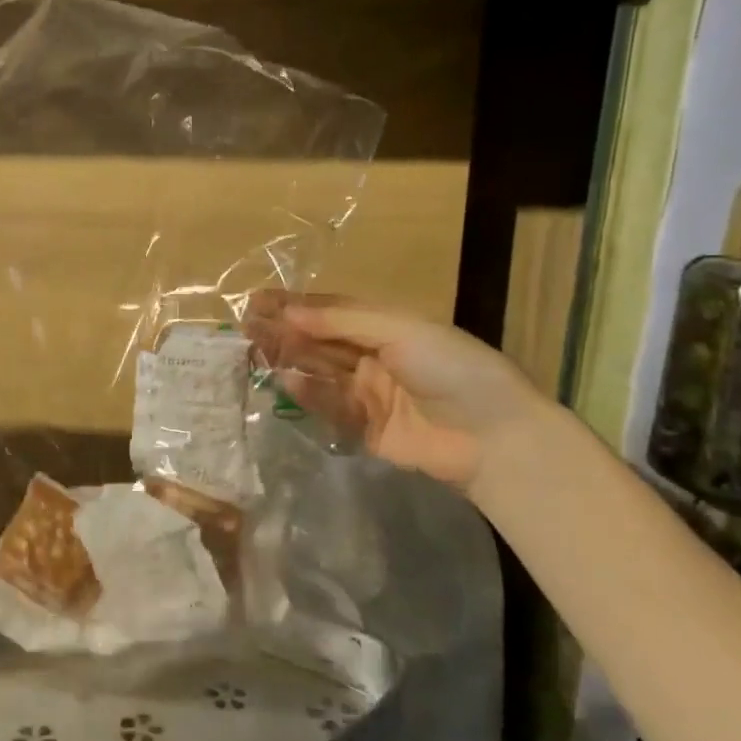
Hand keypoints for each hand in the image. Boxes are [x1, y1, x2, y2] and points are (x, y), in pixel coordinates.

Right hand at [244, 291, 543, 491]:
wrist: (493, 438)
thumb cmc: (452, 370)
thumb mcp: (400, 331)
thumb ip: (342, 320)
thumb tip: (289, 311)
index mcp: (388, 326)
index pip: (332, 310)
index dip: (295, 305)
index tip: (257, 301)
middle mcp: (374, 356)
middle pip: (320, 340)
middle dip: (285, 331)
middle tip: (246, 326)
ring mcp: (368, 394)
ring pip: (319, 371)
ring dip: (289, 359)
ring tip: (255, 349)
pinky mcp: (364, 429)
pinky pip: (328, 406)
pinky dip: (307, 393)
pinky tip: (284, 380)